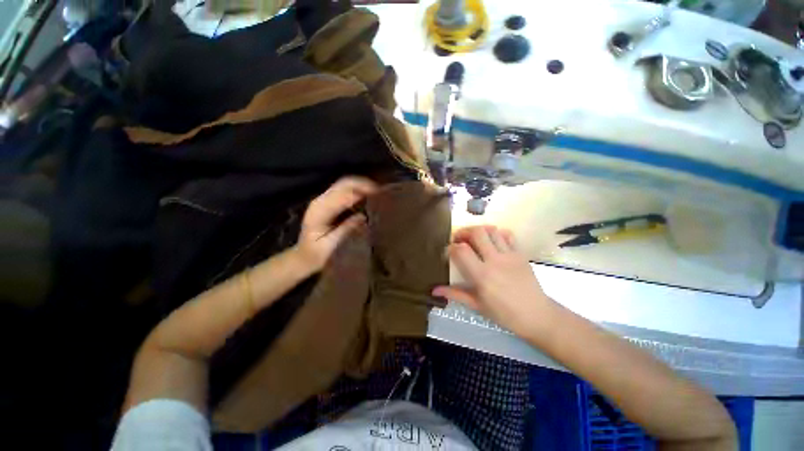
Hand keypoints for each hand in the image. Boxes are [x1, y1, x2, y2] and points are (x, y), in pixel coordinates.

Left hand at [293, 177, 377, 272]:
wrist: (303, 257)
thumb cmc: (317, 255)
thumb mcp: (331, 245)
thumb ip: (346, 229)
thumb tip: (363, 216)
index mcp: (319, 212)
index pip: (341, 196)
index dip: (359, 192)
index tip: (376, 193)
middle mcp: (319, 201)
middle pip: (342, 185)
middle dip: (361, 184)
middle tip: (379, 190)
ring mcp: (322, 200)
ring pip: (342, 184)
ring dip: (359, 185)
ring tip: (376, 190)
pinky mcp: (326, 202)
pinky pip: (342, 190)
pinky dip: (355, 189)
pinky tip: (365, 193)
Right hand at [432, 226, 556, 337]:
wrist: (537, 315)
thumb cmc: (504, 313)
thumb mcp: (477, 305)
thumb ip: (455, 294)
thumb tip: (434, 290)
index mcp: (481, 275)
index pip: (461, 250)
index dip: (450, 247)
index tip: (448, 251)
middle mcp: (495, 260)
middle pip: (477, 232)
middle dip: (463, 232)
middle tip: (458, 239)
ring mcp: (509, 255)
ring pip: (492, 230)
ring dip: (479, 230)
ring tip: (474, 238)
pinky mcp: (520, 253)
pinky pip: (508, 235)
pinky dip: (497, 233)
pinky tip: (492, 241)